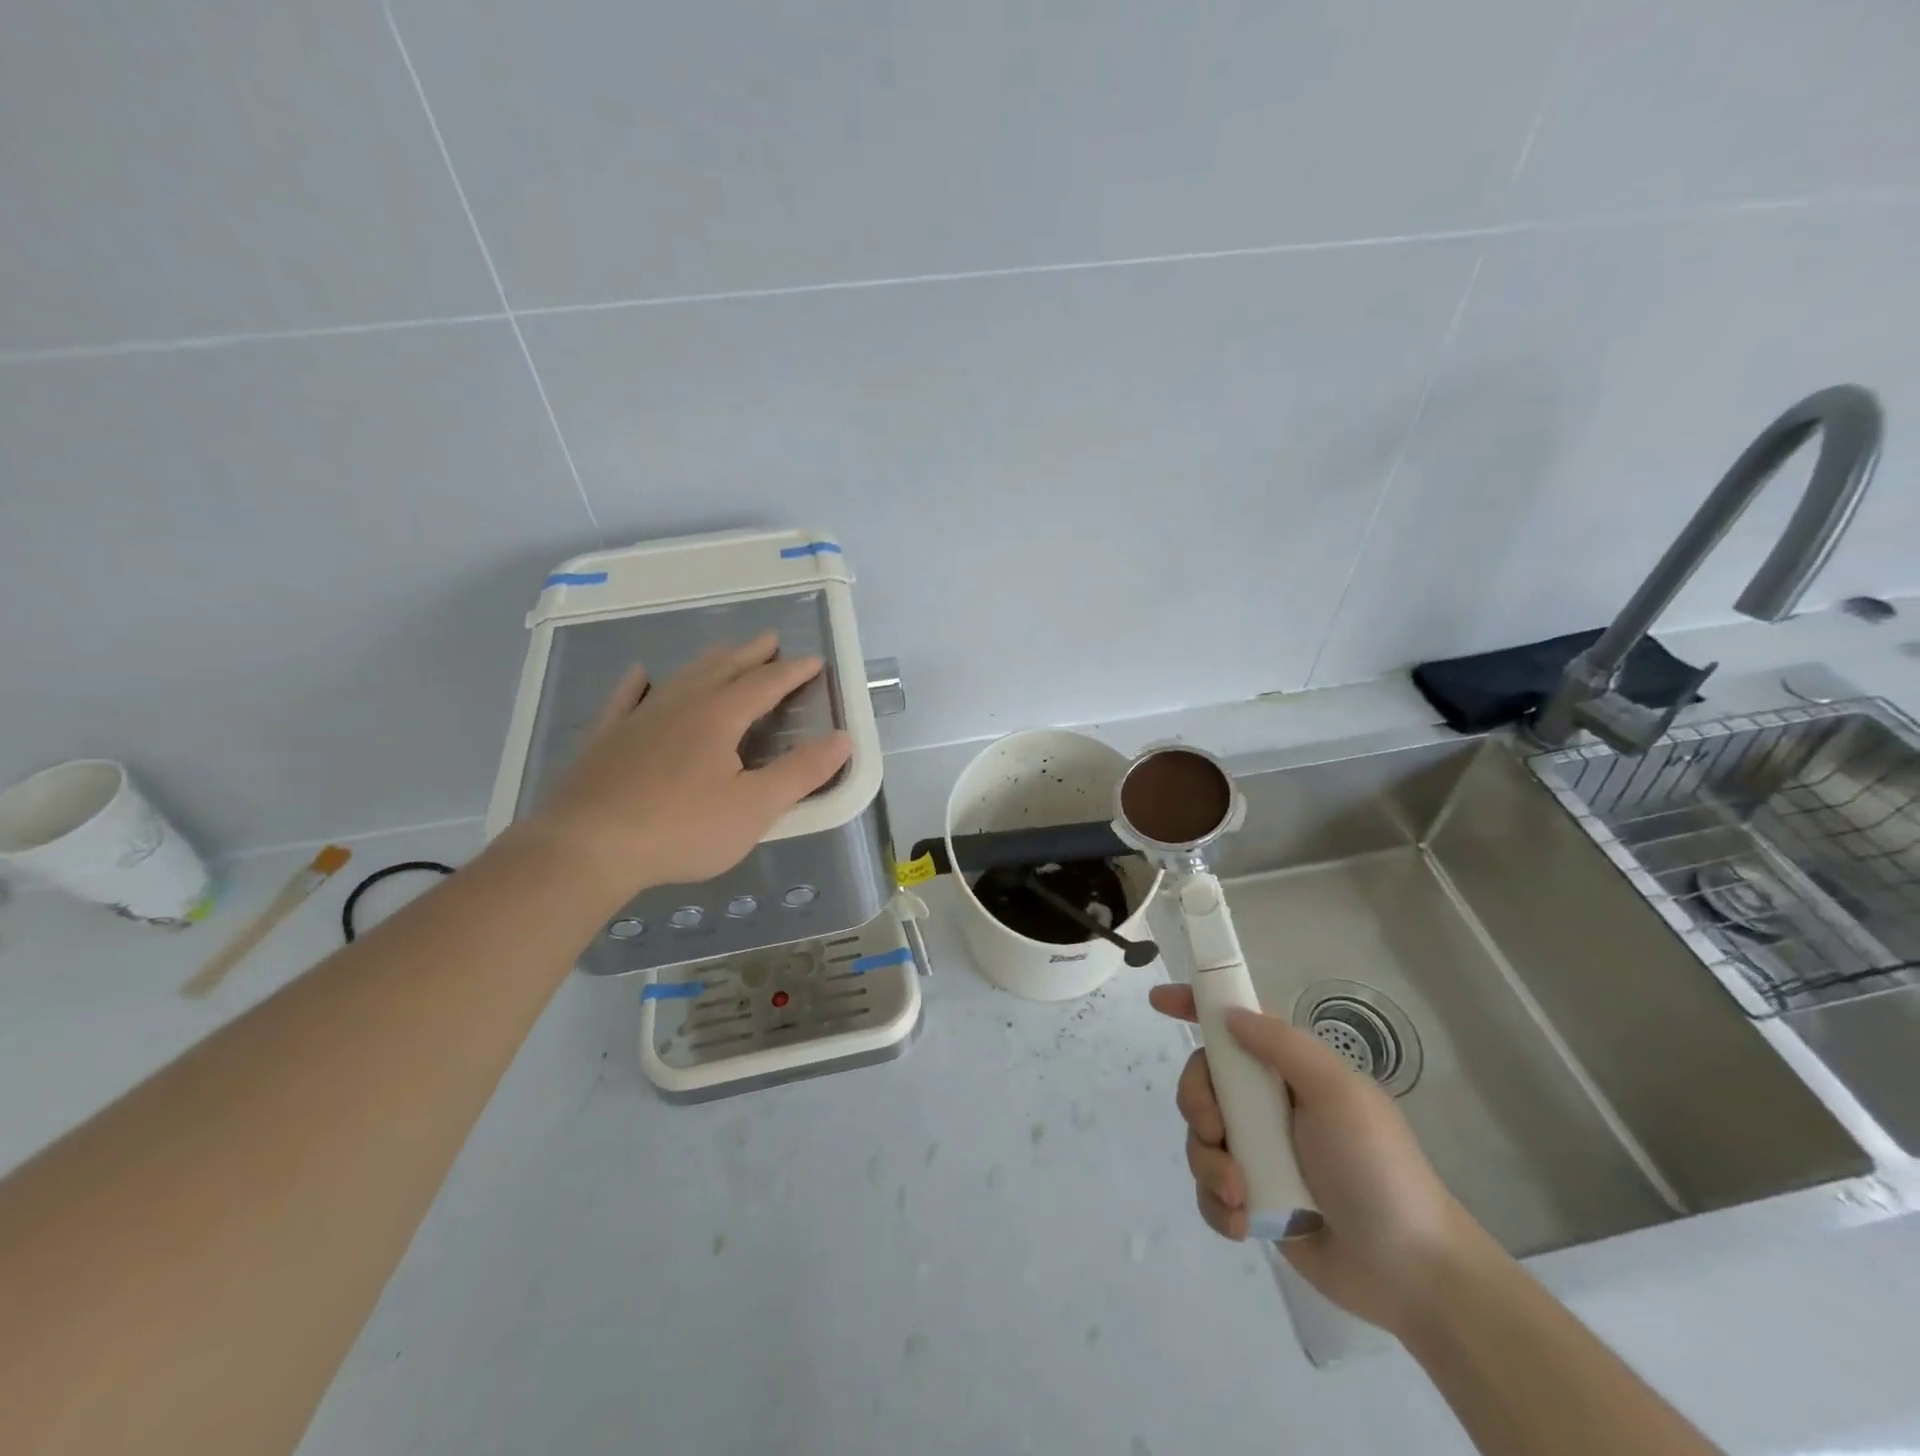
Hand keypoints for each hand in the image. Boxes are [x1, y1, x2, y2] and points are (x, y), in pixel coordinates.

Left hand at [529, 633, 851, 899]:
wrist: (588, 846)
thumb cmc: (682, 829)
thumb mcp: (756, 806)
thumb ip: (801, 772)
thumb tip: (843, 739)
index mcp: (720, 717)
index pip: (765, 684)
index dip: (792, 672)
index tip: (814, 661)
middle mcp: (681, 705)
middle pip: (723, 669)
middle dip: (751, 654)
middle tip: (770, 639)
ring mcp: (639, 718)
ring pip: (681, 677)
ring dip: (708, 662)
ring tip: (724, 651)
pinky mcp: (607, 739)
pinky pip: (626, 699)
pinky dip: (637, 683)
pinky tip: (639, 675)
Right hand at [1148, 985, 1487, 1333]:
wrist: (1412, 1272)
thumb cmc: (1377, 1169)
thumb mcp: (1338, 1093)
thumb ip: (1283, 1047)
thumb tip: (1229, 1017)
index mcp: (1289, 1072)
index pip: (1234, 1025)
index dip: (1194, 1006)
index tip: (1158, 1002)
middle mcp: (1268, 1105)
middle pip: (1202, 1082)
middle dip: (1196, 1104)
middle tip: (1216, 1133)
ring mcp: (1259, 1153)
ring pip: (1199, 1138)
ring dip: (1209, 1165)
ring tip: (1241, 1196)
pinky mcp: (1253, 1200)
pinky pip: (1209, 1189)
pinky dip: (1215, 1203)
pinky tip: (1242, 1223)